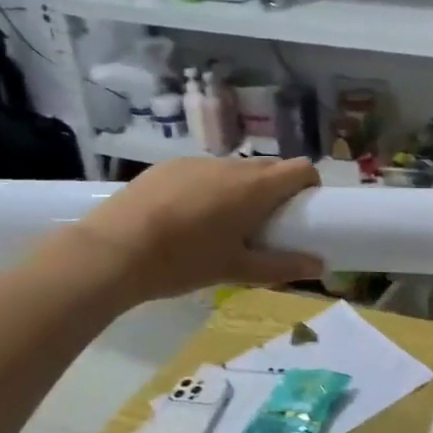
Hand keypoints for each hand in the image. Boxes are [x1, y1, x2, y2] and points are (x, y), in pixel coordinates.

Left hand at [70, 156, 323, 301]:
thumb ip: (282, 266)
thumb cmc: (183, 261)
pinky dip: (209, 188)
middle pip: (269, 168)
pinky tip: (186, 217)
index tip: (304, 209)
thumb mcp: (236, 270)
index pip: (301, 168)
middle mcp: (231, 166)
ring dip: (241, 189)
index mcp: (255, 187)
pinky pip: (203, 172)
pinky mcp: (168, 166)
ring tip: (222, 224)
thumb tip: (319, 266)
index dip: (309, 185)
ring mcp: (197, 162)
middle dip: (276, 190)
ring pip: (234, 170)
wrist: (112, 251)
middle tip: (266, 224)